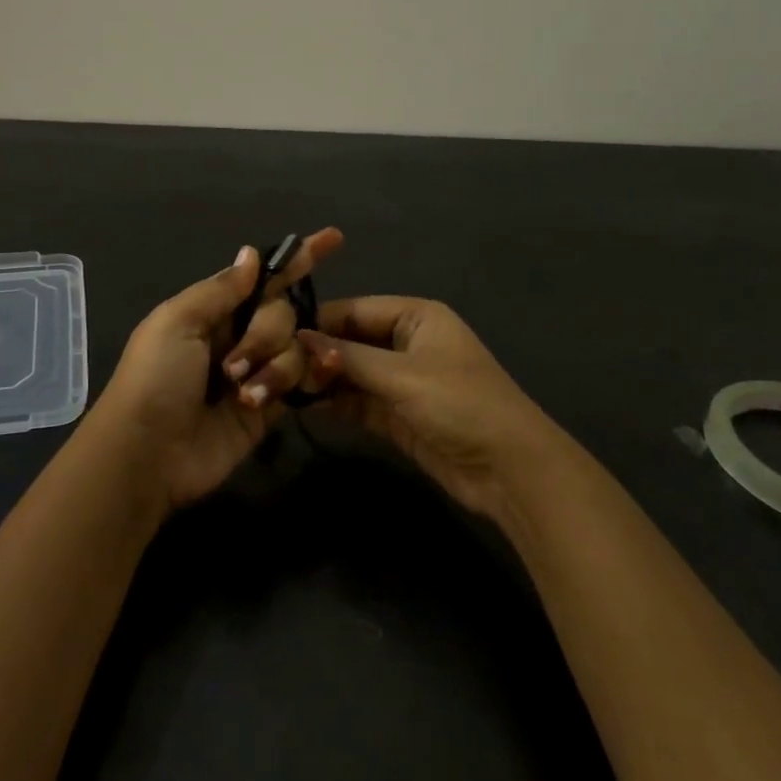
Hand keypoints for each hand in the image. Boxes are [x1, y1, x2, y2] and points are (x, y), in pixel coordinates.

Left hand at [91, 229, 344, 511]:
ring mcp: (256, 371)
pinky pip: (303, 380)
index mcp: (212, 310)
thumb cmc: (155, 379)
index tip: (332, 238)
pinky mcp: (271, 407)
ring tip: (242, 394)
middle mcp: (238, 335)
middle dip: (266, 332)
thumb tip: (252, 253)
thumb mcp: (177, 322)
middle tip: (231, 366)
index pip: (262, 277)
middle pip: (282, 312)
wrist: (148, 454)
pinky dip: (305, 377)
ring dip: (274, 366)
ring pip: (296, 346)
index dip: (295, 259)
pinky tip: (297, 384)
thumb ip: (221, 289)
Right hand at [297, 297, 563, 522]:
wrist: (510, 471)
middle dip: (315, 353)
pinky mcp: (396, 415)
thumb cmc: (460, 404)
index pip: (354, 310)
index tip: (272, 333)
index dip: (317, 322)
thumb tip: (297, 339)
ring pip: (350, 373)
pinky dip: (333, 403)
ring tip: (277, 386)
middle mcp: (405, 342)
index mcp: (415, 316)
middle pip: (349, 340)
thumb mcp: (402, 375)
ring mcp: (400, 380)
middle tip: (270, 365)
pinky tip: (301, 405)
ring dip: (320, 380)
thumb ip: (348, 358)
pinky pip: (357, 401)